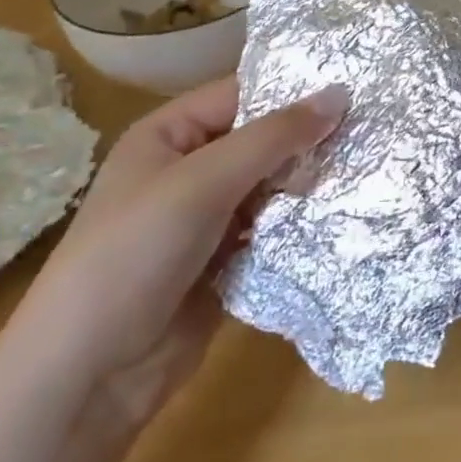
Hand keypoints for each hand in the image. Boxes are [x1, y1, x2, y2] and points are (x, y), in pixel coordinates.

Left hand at [8, 77, 348, 430]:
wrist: (87, 375)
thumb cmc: (135, 254)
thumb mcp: (204, 182)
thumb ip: (274, 137)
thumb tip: (341, 93)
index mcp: (170, 135)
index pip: (242, 94)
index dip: (295, 89)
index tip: (357, 86)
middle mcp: (190, 169)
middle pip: (262, 140)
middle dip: (310, 139)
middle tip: (373, 130)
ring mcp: (208, 218)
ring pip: (273, 186)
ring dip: (310, 183)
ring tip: (370, 169)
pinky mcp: (225, 261)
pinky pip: (273, 229)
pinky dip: (302, 224)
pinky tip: (345, 214)